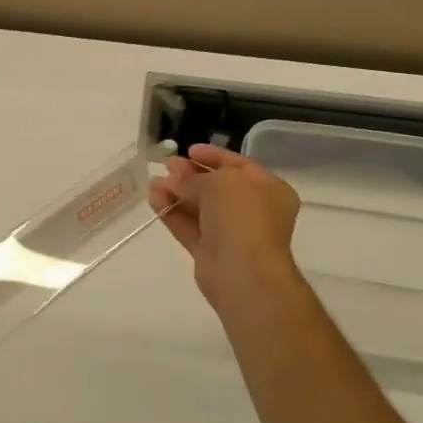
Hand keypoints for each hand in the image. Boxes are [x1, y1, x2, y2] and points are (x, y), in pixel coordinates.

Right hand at [150, 144, 302, 314]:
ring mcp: (232, 233)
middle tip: (166, 165)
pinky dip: (172, 213)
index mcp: (269, 190)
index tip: (188, 150)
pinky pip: (190, 227)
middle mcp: (253, 210)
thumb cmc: (242, 216)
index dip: (213, 156)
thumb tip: (174, 180)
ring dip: (177, 193)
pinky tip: (154, 199)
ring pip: (200, 207)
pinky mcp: (211, 252)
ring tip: (153, 183)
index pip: (239, 165)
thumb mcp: (220, 182)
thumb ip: (194, 178)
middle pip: (217, 186)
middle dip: (190, 175)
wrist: (243, 272)